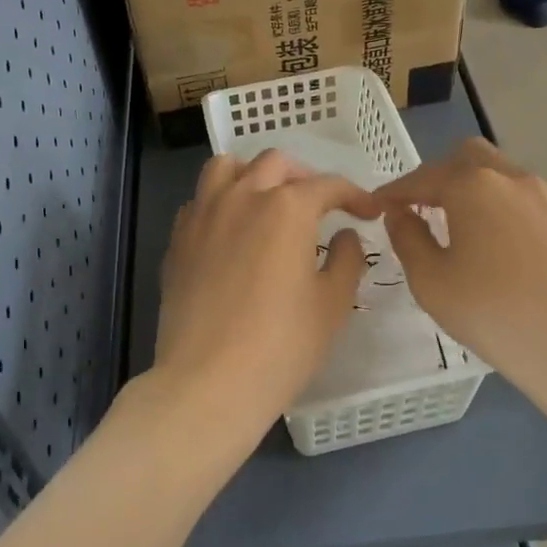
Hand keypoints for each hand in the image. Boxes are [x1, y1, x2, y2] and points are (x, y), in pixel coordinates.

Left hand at [145, 150, 379, 439]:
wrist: (207, 382)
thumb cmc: (281, 346)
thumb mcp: (332, 304)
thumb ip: (347, 259)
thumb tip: (345, 235)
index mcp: (287, 208)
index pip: (328, 185)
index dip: (354, 195)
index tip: (368, 212)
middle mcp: (243, 197)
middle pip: (276, 163)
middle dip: (305, 176)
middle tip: (320, 205)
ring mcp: (203, 215)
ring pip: (227, 167)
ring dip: (253, 174)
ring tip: (267, 201)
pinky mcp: (178, 239)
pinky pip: (200, 200)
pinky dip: (220, 202)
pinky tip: (231, 232)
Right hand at [375, 139, 546, 394]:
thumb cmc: (491, 312)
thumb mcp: (430, 280)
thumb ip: (407, 237)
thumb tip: (401, 214)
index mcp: (473, 185)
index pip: (423, 177)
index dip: (395, 191)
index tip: (377, 207)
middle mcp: (511, 178)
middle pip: (466, 158)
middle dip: (438, 176)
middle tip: (419, 208)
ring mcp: (545, 197)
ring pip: (498, 174)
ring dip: (470, 189)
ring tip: (454, 225)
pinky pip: (520, 198)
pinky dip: (497, 206)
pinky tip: (491, 243)